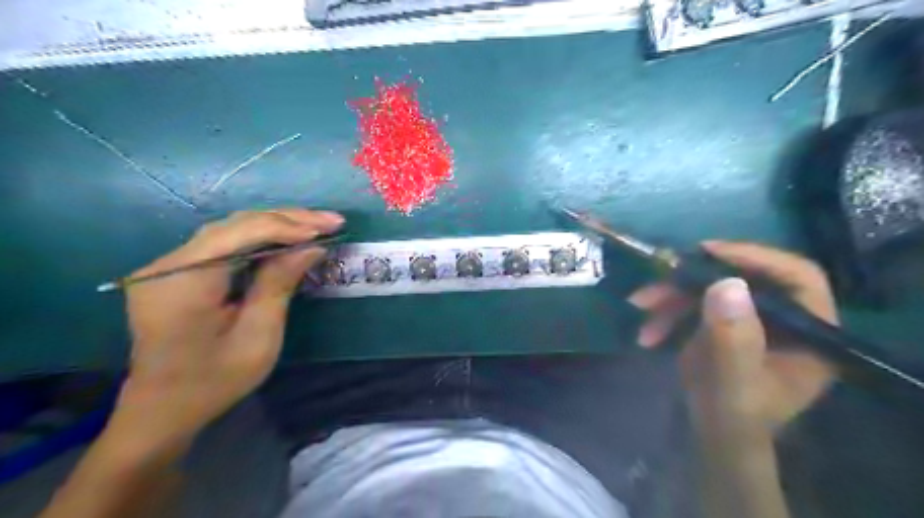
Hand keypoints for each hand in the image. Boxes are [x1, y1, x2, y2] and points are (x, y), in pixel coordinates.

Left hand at [113, 208, 344, 444]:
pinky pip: (224, 243)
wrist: (163, 409)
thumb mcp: (258, 337)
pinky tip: (287, 237)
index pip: (238, 235)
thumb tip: (311, 247)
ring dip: (276, 224)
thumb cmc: (215, 381)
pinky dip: (260, 237)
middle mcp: (167, 265)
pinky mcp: (177, 271)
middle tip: (331, 221)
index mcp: (182, 284)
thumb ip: (279, 284)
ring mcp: (168, 265)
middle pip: (234, 225)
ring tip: (317, 225)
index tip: (326, 230)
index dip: (285, 227)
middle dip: (287, 220)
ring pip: (230, 229)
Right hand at [629, 240, 837, 428]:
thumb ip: (733, 338)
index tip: (707, 251)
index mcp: (811, 333)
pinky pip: (695, 304)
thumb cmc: (732, 418)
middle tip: (658, 279)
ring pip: (712, 289)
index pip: (797, 277)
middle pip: (743, 278)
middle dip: (693, 280)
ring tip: (639, 304)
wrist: (713, 437)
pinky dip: (667, 312)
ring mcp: (752, 321)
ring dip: (671, 296)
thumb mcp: (732, 382)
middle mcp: (786, 320)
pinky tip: (648, 331)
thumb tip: (726, 283)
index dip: (755, 257)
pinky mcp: (725, 325)